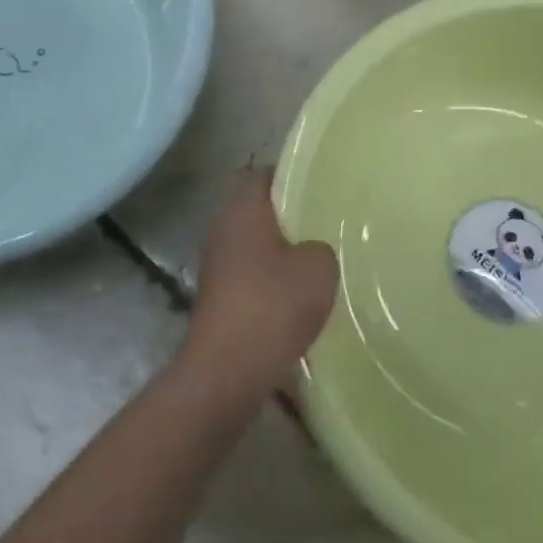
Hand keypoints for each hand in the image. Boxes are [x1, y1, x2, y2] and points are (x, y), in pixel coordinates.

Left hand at [181, 168, 338, 399]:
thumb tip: (313, 249)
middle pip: (258, 210)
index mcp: (243, 208)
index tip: (321, 188)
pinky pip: (250, 275)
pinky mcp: (218, 296)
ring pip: (254, 244)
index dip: (291, 176)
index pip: (264, 174)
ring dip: (281, 253)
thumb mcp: (319, 267)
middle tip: (327, 225)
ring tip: (318, 263)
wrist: (228, 369)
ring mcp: (216, 263)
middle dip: (290, 217)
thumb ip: (321, 246)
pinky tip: (299, 298)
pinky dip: (271, 281)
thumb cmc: (273, 304)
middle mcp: (223, 227)